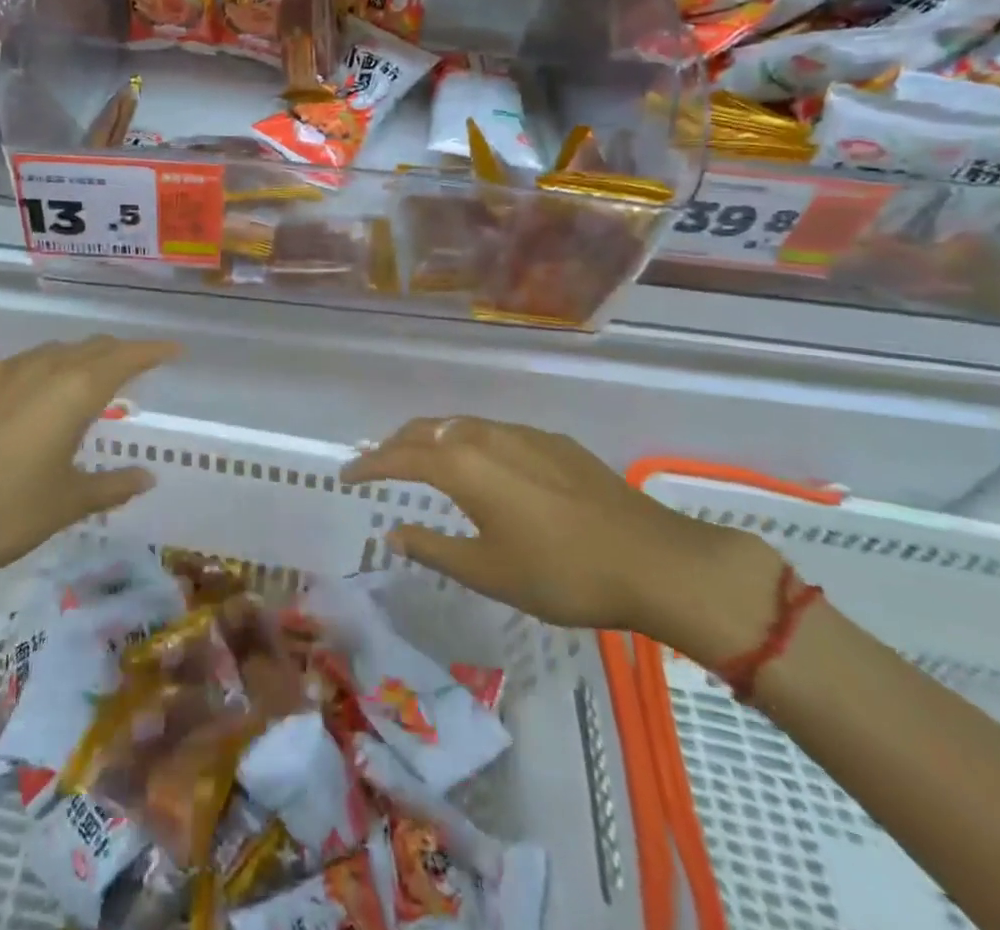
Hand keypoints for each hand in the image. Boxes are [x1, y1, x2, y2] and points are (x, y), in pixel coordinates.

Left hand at [0, 336, 176, 607]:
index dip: (153, 351)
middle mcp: (38, 369)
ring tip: (78, 386)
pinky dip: (30, 378)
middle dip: (115, 353)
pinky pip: (9, 371)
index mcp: (72, 391)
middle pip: (88, 347)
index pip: (125, 357)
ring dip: (72, 362)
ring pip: (46, 353)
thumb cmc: (0, 512)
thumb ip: (111, 485)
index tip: (173, 351)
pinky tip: (18, 407)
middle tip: (132, 370)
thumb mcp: (64, 504)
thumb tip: (147, 476)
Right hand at [341, 417, 780, 663]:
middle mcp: (484, 436)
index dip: (368, 465)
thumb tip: (394, 532)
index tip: (347, 476)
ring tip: (421, 463)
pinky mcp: (551, 441)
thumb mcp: (488, 572)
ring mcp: (521, 433)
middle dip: (395, 445)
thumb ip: (434, 548)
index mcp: (462, 466)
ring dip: (430, 440)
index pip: (399, 456)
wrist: (652, 558)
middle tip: (378, 465)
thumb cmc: (561, 573)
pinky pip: (491, 432)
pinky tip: (480, 467)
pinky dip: (466, 442)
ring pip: (459, 426)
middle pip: (425, 430)